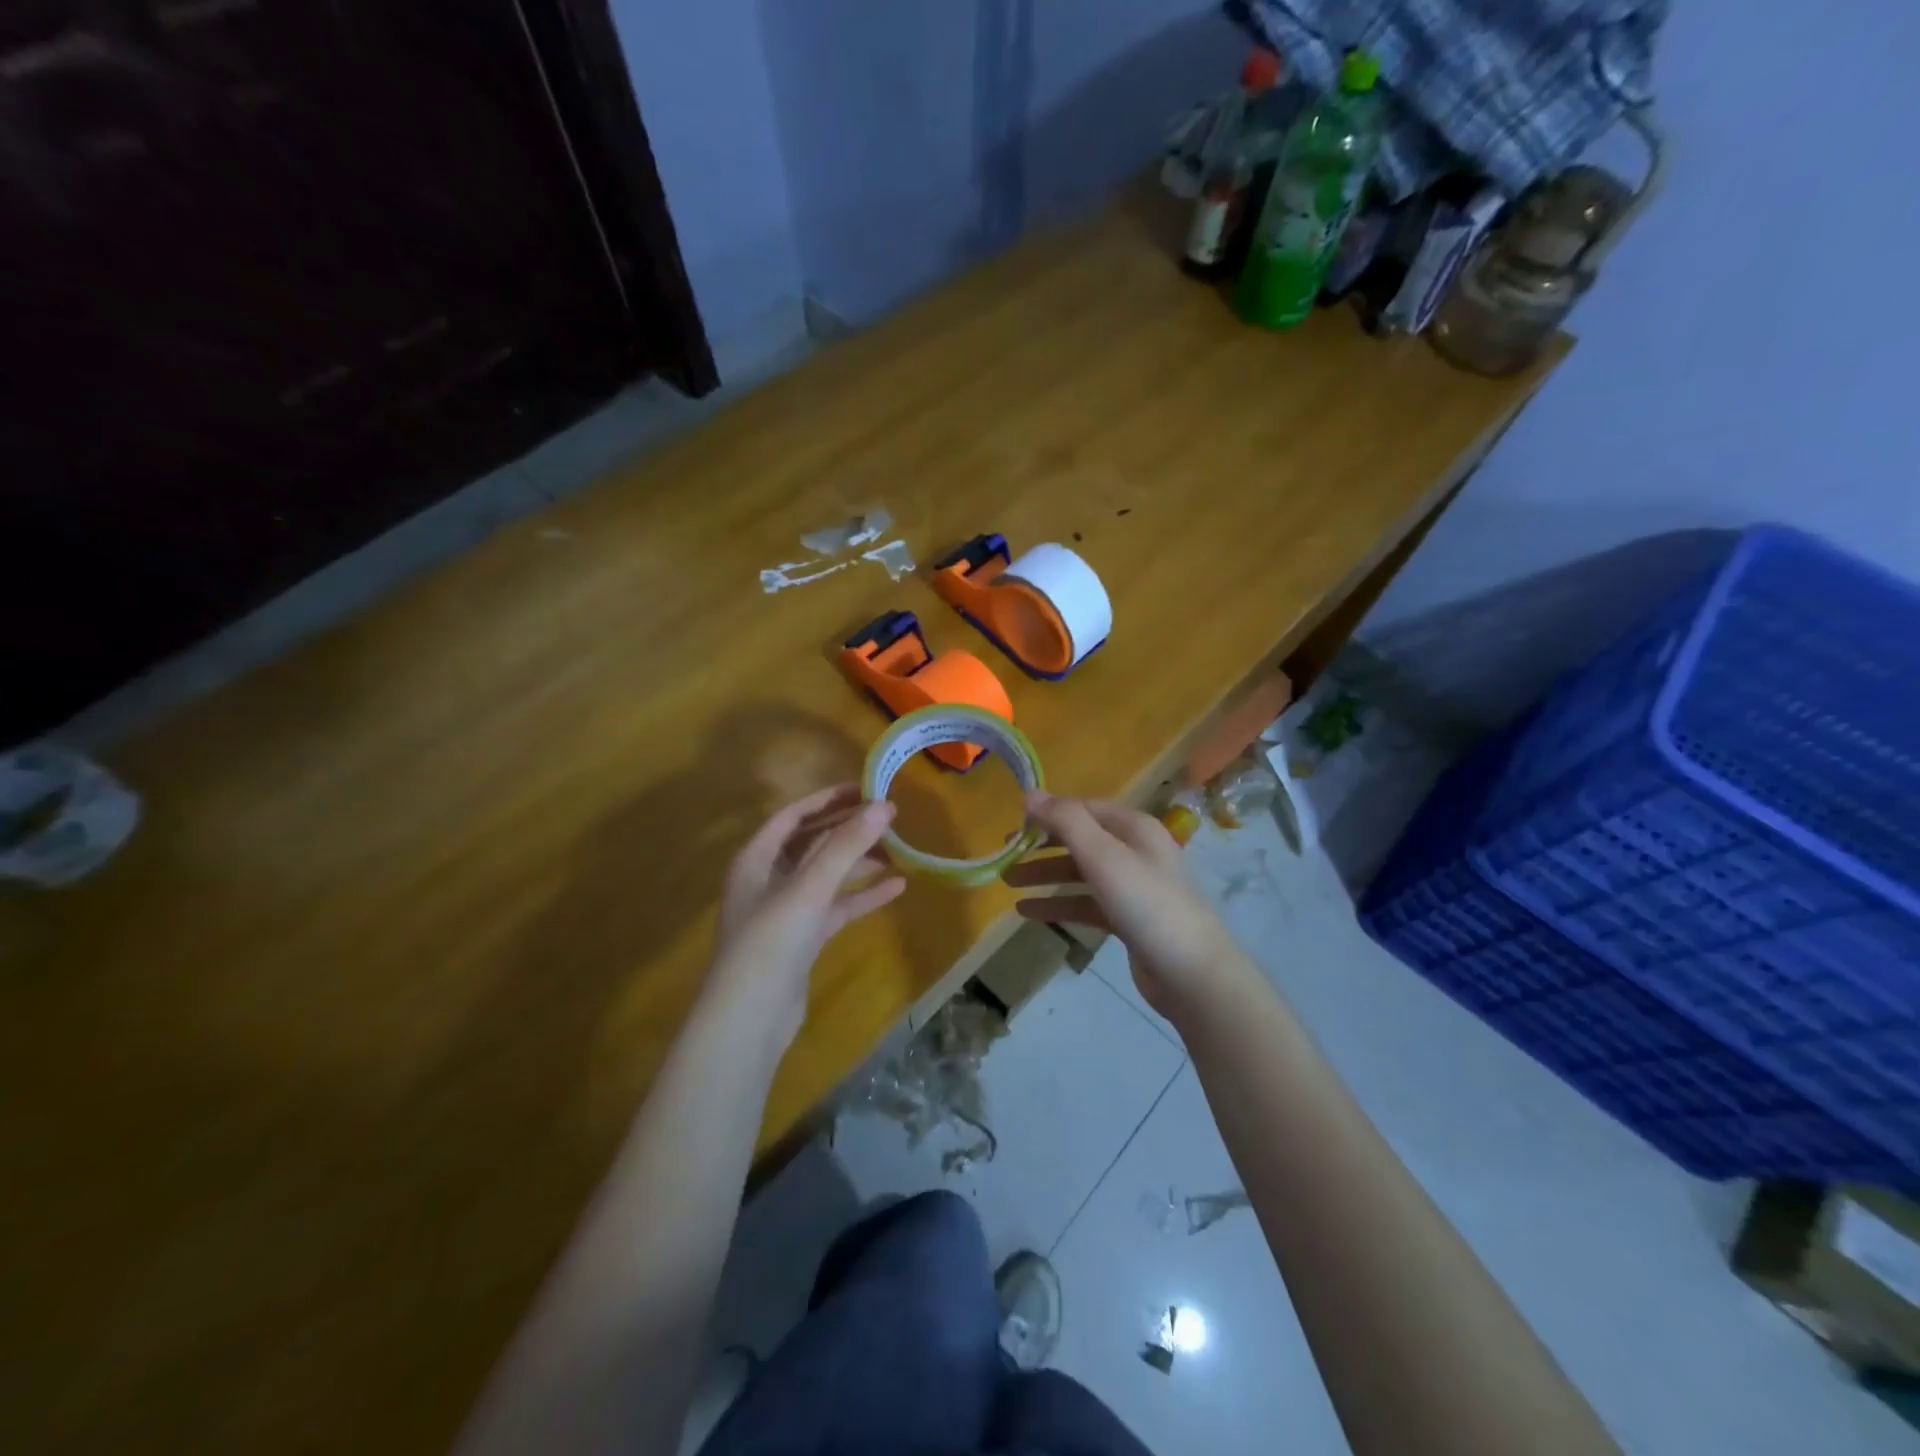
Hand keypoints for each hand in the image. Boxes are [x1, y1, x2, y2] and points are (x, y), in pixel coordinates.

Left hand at [707, 785, 906, 1049]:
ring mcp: (786, 910)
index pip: (793, 815)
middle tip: (888, 817)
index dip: (827, 799)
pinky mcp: (803, 938)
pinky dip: (861, 896)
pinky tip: (896, 887)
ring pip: (827, 875)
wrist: (749, 1019)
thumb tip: (883, 806)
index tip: (865, 788)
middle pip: (812, 843)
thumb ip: (846, 845)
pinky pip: (836, 906)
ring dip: (859, 862)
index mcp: (756, 858)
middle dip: (848, 830)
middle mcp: (768, 878)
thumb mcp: (810, 887)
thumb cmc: (771, 941)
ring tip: (898, 849)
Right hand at [1003, 793, 1250, 1019]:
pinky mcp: (1128, 920)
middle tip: (1004, 853)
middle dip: (1042, 845)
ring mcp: (1133, 887)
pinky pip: (1085, 903)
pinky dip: (1058, 904)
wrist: (1192, 973)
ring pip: (1080, 873)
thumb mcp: (1104, 856)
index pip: (1083, 808)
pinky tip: (1028, 912)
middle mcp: (1135, 851)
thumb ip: (1066, 821)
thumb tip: (1030, 793)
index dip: (1048, 813)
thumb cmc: (1147, 904)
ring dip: (1045, 875)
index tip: (1012, 824)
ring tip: (1007, 882)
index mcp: (1134, 827)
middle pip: (1080, 839)